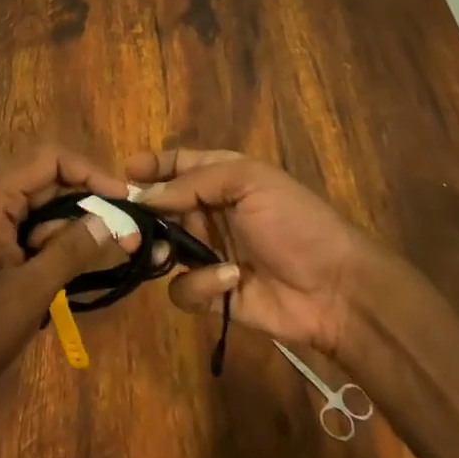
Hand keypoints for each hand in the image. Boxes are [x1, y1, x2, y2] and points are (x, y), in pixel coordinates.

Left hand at [0, 145, 136, 419]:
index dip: (90, 172)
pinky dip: (56, 245)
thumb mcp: (28, 292)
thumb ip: (72, 250)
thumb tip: (115, 219)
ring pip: (43, 209)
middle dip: (88, 204)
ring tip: (109, 255)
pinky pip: (30, 231)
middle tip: (125, 234)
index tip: (124, 200)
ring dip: (74, 228)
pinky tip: (78, 268)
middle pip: (48, 182)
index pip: (49, 159)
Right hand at [128, 149, 368, 355]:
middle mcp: (210, 212)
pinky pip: (182, 289)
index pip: (177, 164)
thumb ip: (193, 182)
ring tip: (168, 254)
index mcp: (222, 177)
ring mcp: (209, 253)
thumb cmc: (294, 222)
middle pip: (161, 207)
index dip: (150, 166)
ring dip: (162, 250)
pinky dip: (199, 285)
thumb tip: (145, 196)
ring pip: (162, 248)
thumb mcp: (249, 182)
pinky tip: (228, 280)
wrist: (335, 288)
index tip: (122, 173)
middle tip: (126, 222)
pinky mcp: (212, 293)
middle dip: (144, 214)